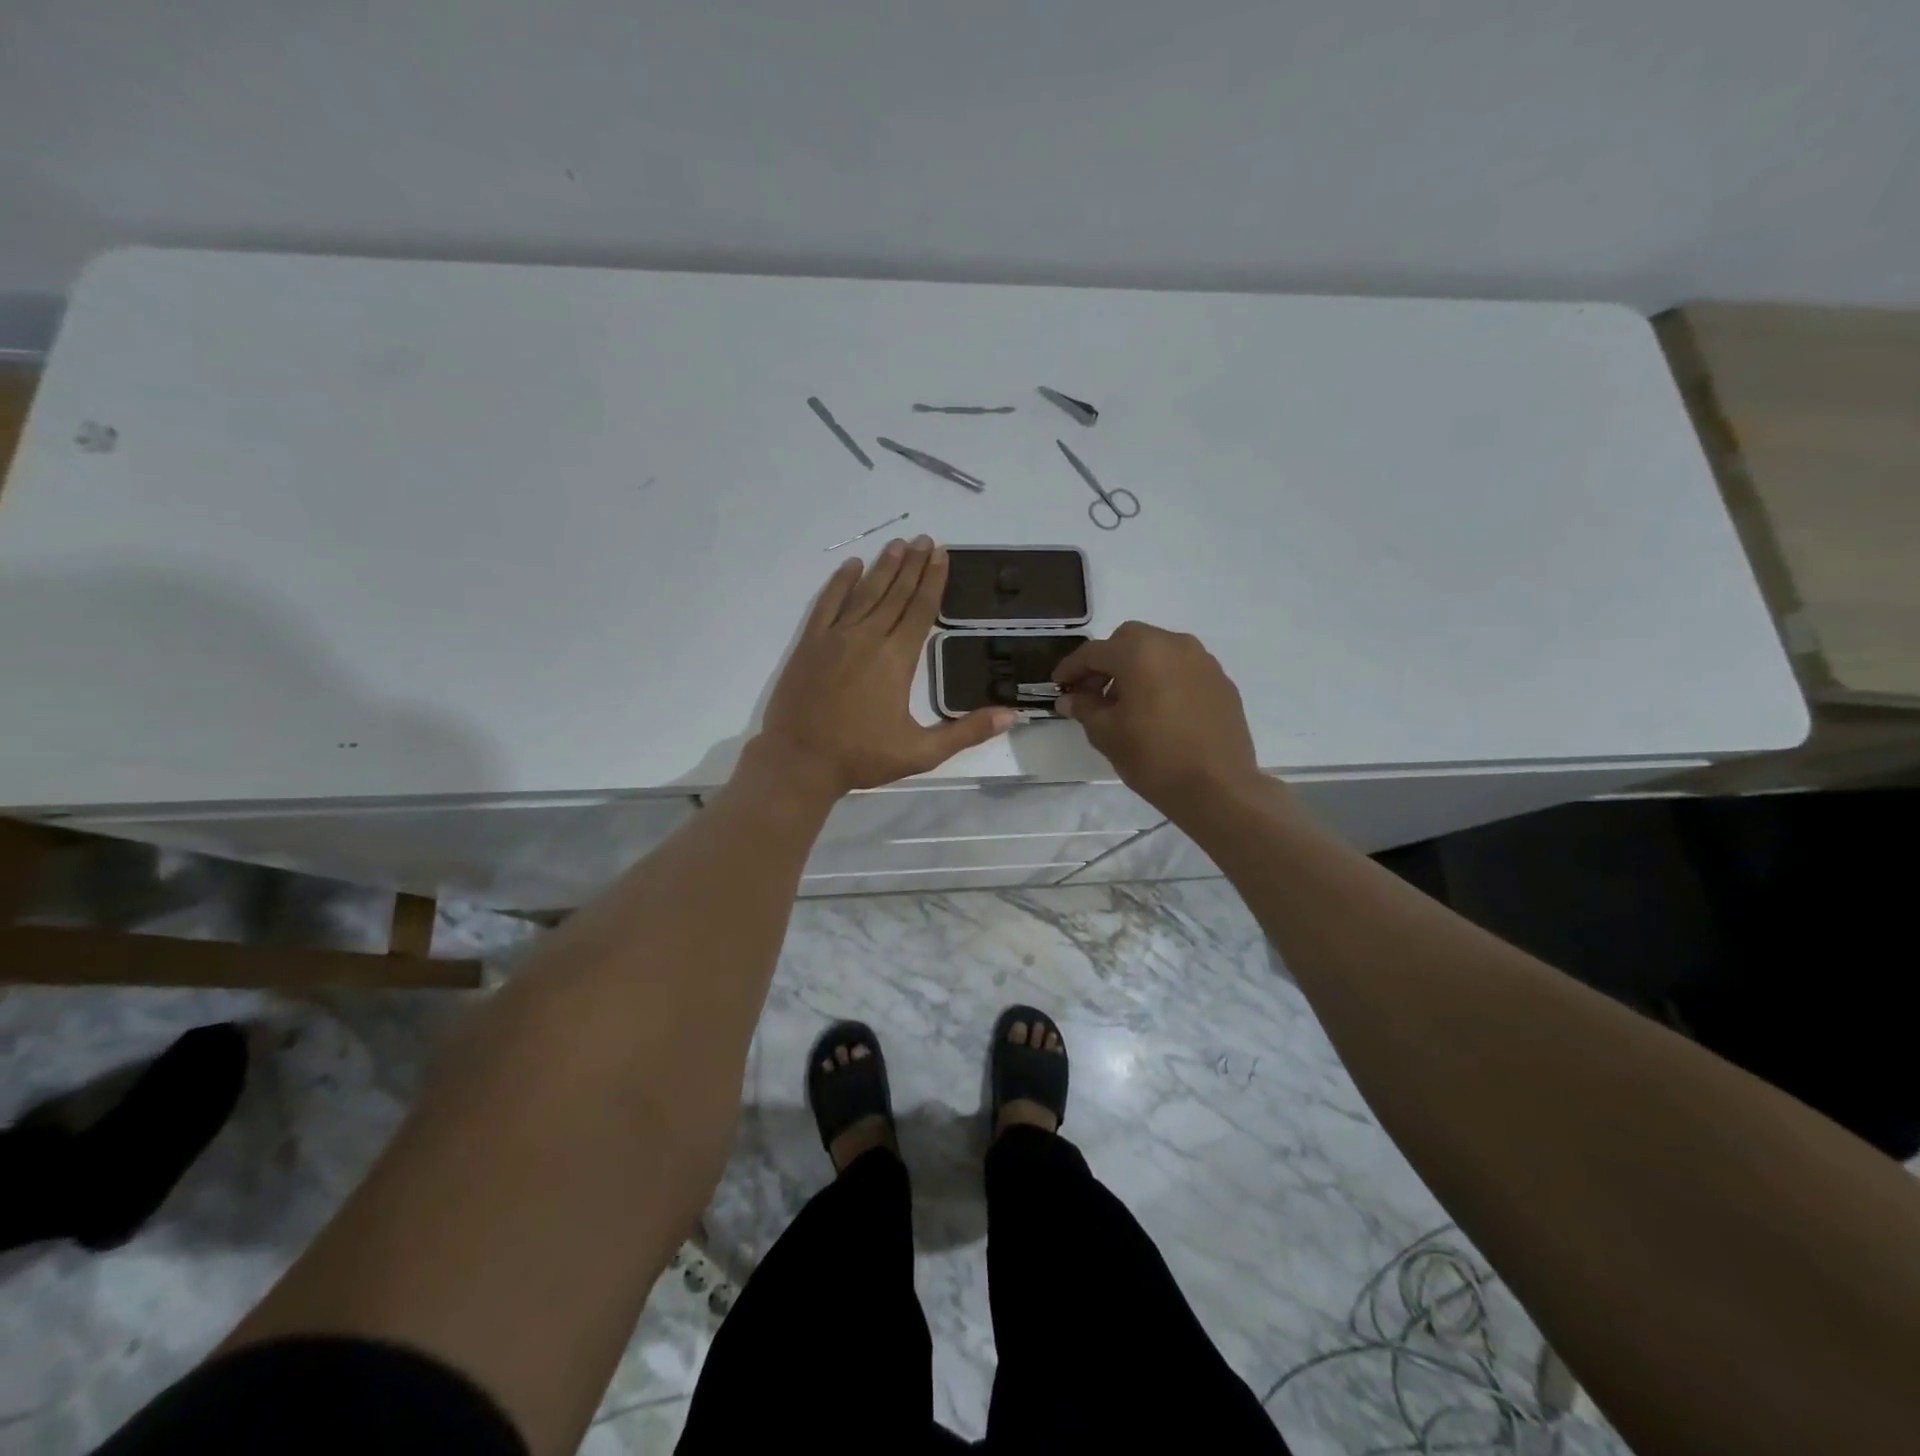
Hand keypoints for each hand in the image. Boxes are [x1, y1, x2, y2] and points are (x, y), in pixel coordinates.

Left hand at [756, 538, 1016, 796]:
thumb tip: (1011, 716)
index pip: (920, 610)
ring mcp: (835, 637)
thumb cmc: (862, 757)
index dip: (933, 581)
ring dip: (883, 567)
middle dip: (913, 565)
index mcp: (897, 659)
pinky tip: (851, 566)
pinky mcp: (810, 643)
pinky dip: (839, 583)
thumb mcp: (922, 752)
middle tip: (925, 540)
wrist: (800, 760)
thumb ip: (966, 732)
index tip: (942, 554)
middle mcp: (868, 638)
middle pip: (895, 594)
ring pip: (864, 593)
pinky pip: (827, 603)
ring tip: (898, 545)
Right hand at [1053, 622, 1263, 814]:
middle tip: (1093, 691)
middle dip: (1107, 661)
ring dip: (1137, 668)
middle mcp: (1174, 644)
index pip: (1095, 652)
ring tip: (1127, 703)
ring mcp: (1203, 661)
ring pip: (1159, 651)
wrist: (1218, 787)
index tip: (1059, 685)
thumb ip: (1084, 708)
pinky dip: (1163, 679)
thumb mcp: (1106, 734)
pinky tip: (1159, 710)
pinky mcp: (1221, 681)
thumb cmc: (1153, 757)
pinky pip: (1183, 669)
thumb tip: (1070, 698)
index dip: (1071, 668)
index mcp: (1140, 652)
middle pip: (1129, 640)